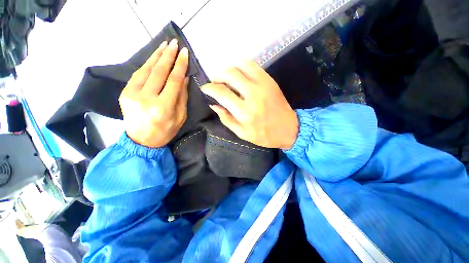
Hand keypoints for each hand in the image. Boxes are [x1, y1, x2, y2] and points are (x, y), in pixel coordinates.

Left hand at [119, 39, 188, 147]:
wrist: (141, 140)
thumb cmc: (166, 130)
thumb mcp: (180, 117)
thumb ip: (182, 97)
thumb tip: (183, 78)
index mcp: (163, 107)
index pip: (173, 80)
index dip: (180, 65)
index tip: (184, 53)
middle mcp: (146, 98)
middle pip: (159, 71)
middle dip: (168, 55)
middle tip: (174, 43)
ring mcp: (132, 94)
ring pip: (146, 69)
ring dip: (156, 56)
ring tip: (164, 45)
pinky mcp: (125, 93)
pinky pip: (138, 74)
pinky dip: (147, 64)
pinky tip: (154, 58)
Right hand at [201, 61, 298, 148]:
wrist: (288, 129)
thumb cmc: (264, 135)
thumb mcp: (241, 133)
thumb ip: (226, 118)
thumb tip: (214, 104)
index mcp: (244, 111)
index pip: (221, 92)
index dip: (209, 88)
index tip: (205, 88)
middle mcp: (252, 94)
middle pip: (229, 74)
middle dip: (218, 76)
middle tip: (216, 83)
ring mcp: (263, 85)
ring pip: (241, 65)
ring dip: (230, 70)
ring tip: (227, 79)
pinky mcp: (270, 80)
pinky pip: (253, 66)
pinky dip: (243, 67)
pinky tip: (240, 75)